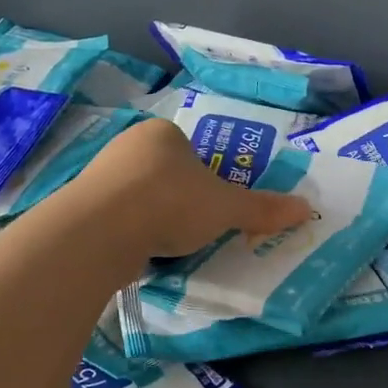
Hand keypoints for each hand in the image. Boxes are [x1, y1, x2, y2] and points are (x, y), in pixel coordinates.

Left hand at [78, 117, 312, 257]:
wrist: (101, 230)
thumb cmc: (171, 202)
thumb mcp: (227, 207)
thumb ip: (263, 208)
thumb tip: (307, 210)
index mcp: (163, 133)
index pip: (191, 151)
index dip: (207, 177)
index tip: (214, 205)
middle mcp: (128, 146)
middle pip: (165, 173)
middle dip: (180, 199)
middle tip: (197, 227)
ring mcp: (99, 175)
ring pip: (139, 197)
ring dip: (154, 218)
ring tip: (170, 245)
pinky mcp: (81, 207)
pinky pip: (116, 219)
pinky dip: (131, 234)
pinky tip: (141, 254)